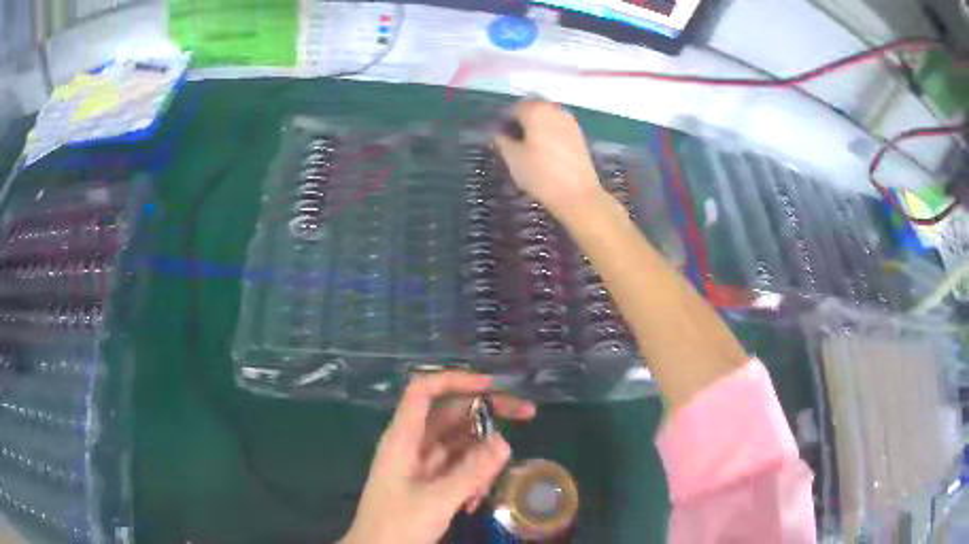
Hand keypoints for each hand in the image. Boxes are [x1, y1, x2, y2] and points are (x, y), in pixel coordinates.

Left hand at [341, 372, 535, 543]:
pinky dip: (474, 478)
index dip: (455, 381)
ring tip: (486, 488)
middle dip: (487, 413)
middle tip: (528, 414)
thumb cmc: (397, 525)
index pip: (423, 391)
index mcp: (403, 438)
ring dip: (481, 458)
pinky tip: (475, 502)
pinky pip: (459, 467)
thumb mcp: (436, 501)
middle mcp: (413, 444)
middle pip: (451, 413)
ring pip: (460, 443)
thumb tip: (504, 442)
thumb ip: (471, 473)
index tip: (492, 386)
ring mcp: (422, 464)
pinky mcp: (431, 482)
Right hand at [495, 100, 606, 220]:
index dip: (503, 122)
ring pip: (546, 119)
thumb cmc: (541, 174)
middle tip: (511, 142)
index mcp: (536, 110)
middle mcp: (554, 110)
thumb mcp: (513, 158)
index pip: (513, 109)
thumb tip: (498, 134)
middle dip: (521, 122)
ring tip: (527, 148)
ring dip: (535, 128)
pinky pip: (558, 129)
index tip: (497, 137)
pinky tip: (543, 153)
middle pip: (532, 110)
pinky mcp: (579, 136)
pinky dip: (548, 135)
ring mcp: (570, 122)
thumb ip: (502, 141)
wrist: (577, 195)